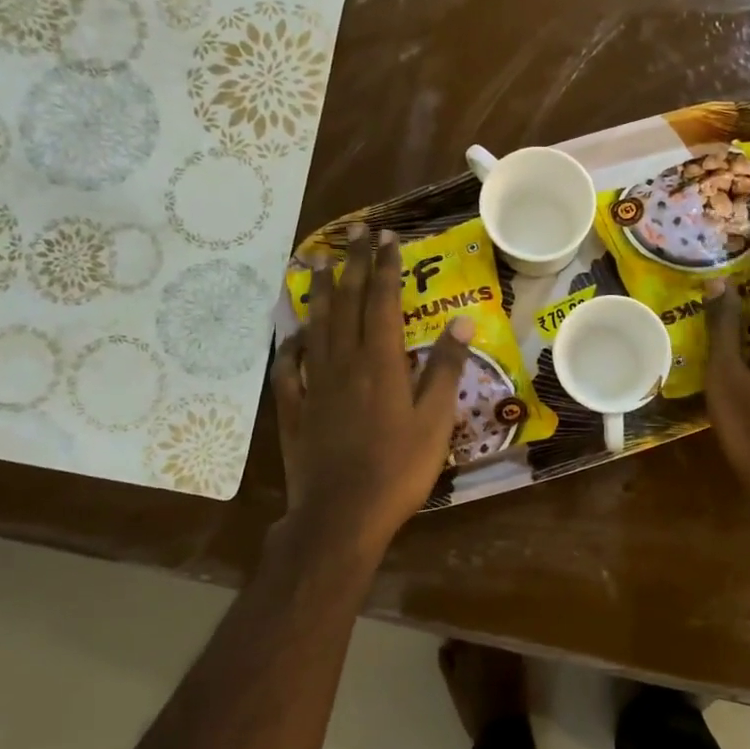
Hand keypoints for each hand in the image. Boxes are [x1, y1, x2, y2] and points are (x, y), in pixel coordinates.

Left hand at [271, 224, 472, 555]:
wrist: (342, 514)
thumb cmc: (398, 469)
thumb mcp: (435, 420)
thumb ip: (444, 368)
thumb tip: (461, 322)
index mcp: (381, 361)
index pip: (384, 301)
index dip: (386, 266)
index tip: (387, 236)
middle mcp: (343, 361)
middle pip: (347, 303)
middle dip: (353, 265)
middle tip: (355, 234)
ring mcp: (314, 384)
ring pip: (315, 326)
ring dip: (320, 292)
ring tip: (319, 263)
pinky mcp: (294, 408)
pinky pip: (288, 367)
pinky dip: (291, 344)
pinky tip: (293, 333)